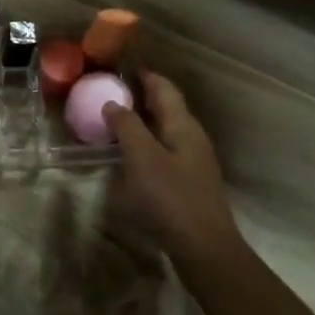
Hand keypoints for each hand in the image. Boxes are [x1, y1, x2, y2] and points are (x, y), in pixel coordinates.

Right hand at [102, 71, 243, 270]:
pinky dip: (146, 143)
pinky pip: (164, 151)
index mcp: (183, 125)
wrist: (204, 248)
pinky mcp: (188, 183)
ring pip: (165, 130)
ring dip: (143, 121)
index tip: (120, 66)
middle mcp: (191, 137)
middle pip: (167, 107)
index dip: (143, 74)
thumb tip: (113, 103)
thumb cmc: (171, 197)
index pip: (164, 88)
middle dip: (141, 96)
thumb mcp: (142, 158)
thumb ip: (127, 127)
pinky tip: (130, 155)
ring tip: (115, 120)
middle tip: (111, 91)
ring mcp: (193, 161)